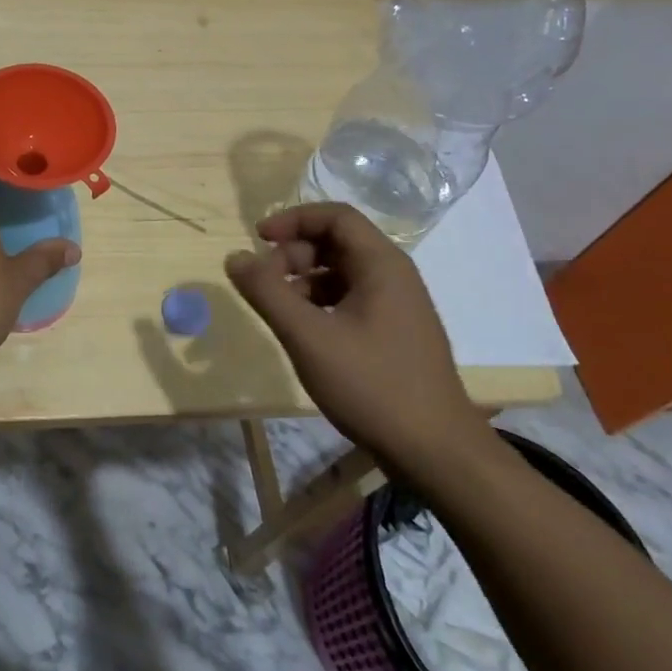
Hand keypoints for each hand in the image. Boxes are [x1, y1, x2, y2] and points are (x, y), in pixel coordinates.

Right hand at [224, 203, 493, 478]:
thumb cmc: (371, 385)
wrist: (436, 453)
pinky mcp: (394, 333)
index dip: (293, 220)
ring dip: (303, 280)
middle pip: (336, 242)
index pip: (334, 216)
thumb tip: (234, 257)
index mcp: (382, 265)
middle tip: (265, 284)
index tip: (258, 239)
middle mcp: (394, 276)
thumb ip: (266, 292)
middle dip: (294, 254)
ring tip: (278, 310)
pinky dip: (320, 303)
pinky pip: (350, 299)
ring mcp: (397, 306)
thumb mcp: (308, 336)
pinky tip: (304, 332)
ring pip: (341, 272)